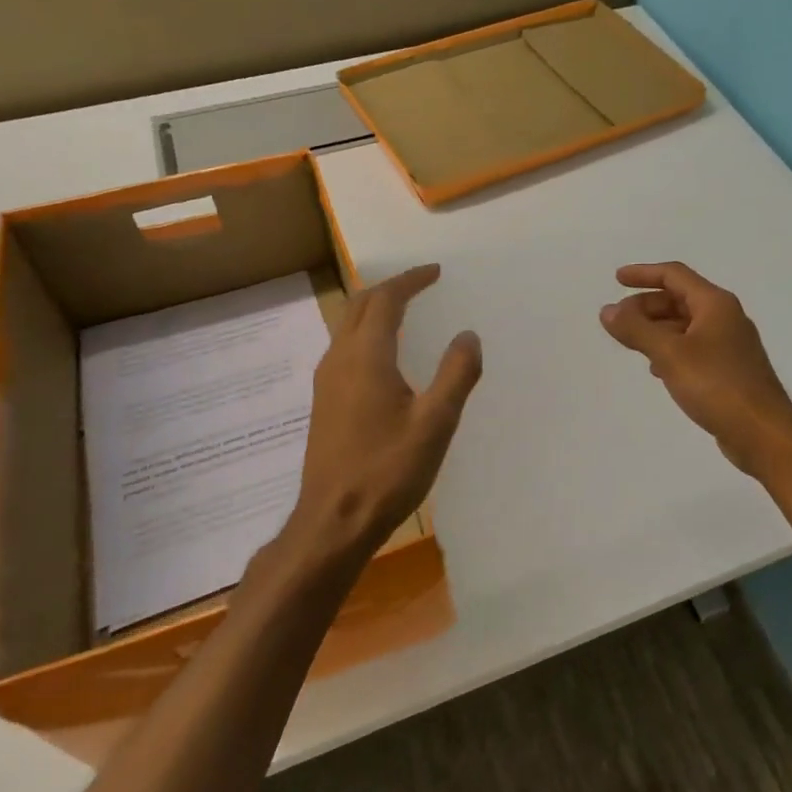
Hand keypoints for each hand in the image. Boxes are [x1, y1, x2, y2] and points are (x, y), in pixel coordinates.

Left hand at [293, 264, 481, 557]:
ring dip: (375, 310)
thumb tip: (468, 335)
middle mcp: (339, 360)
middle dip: (390, 289)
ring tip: (405, 312)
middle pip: (360, 306)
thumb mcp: (435, 423)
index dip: (410, 281)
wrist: (334, 520)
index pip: (386, 300)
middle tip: (420, 285)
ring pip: (348, 327)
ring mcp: (326, 382)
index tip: (435, 271)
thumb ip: (456, 374)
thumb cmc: (388, 470)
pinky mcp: (324, 403)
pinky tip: (385, 358)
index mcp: (366, 357)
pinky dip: (366, 334)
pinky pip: (344, 349)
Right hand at [600, 262, 791, 476]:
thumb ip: (636, 330)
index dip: (644, 274)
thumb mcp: (669, 354)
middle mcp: (725, 318)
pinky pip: (693, 348)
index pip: (674, 275)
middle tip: (618, 321)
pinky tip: (657, 369)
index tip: (616, 280)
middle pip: (680, 299)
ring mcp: (730, 345)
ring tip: (631, 343)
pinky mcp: (729, 371)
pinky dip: (671, 349)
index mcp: (715, 304)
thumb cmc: (716, 385)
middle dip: (646, 306)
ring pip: (686, 326)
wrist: (762, 433)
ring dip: (657, 329)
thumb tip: (607, 310)